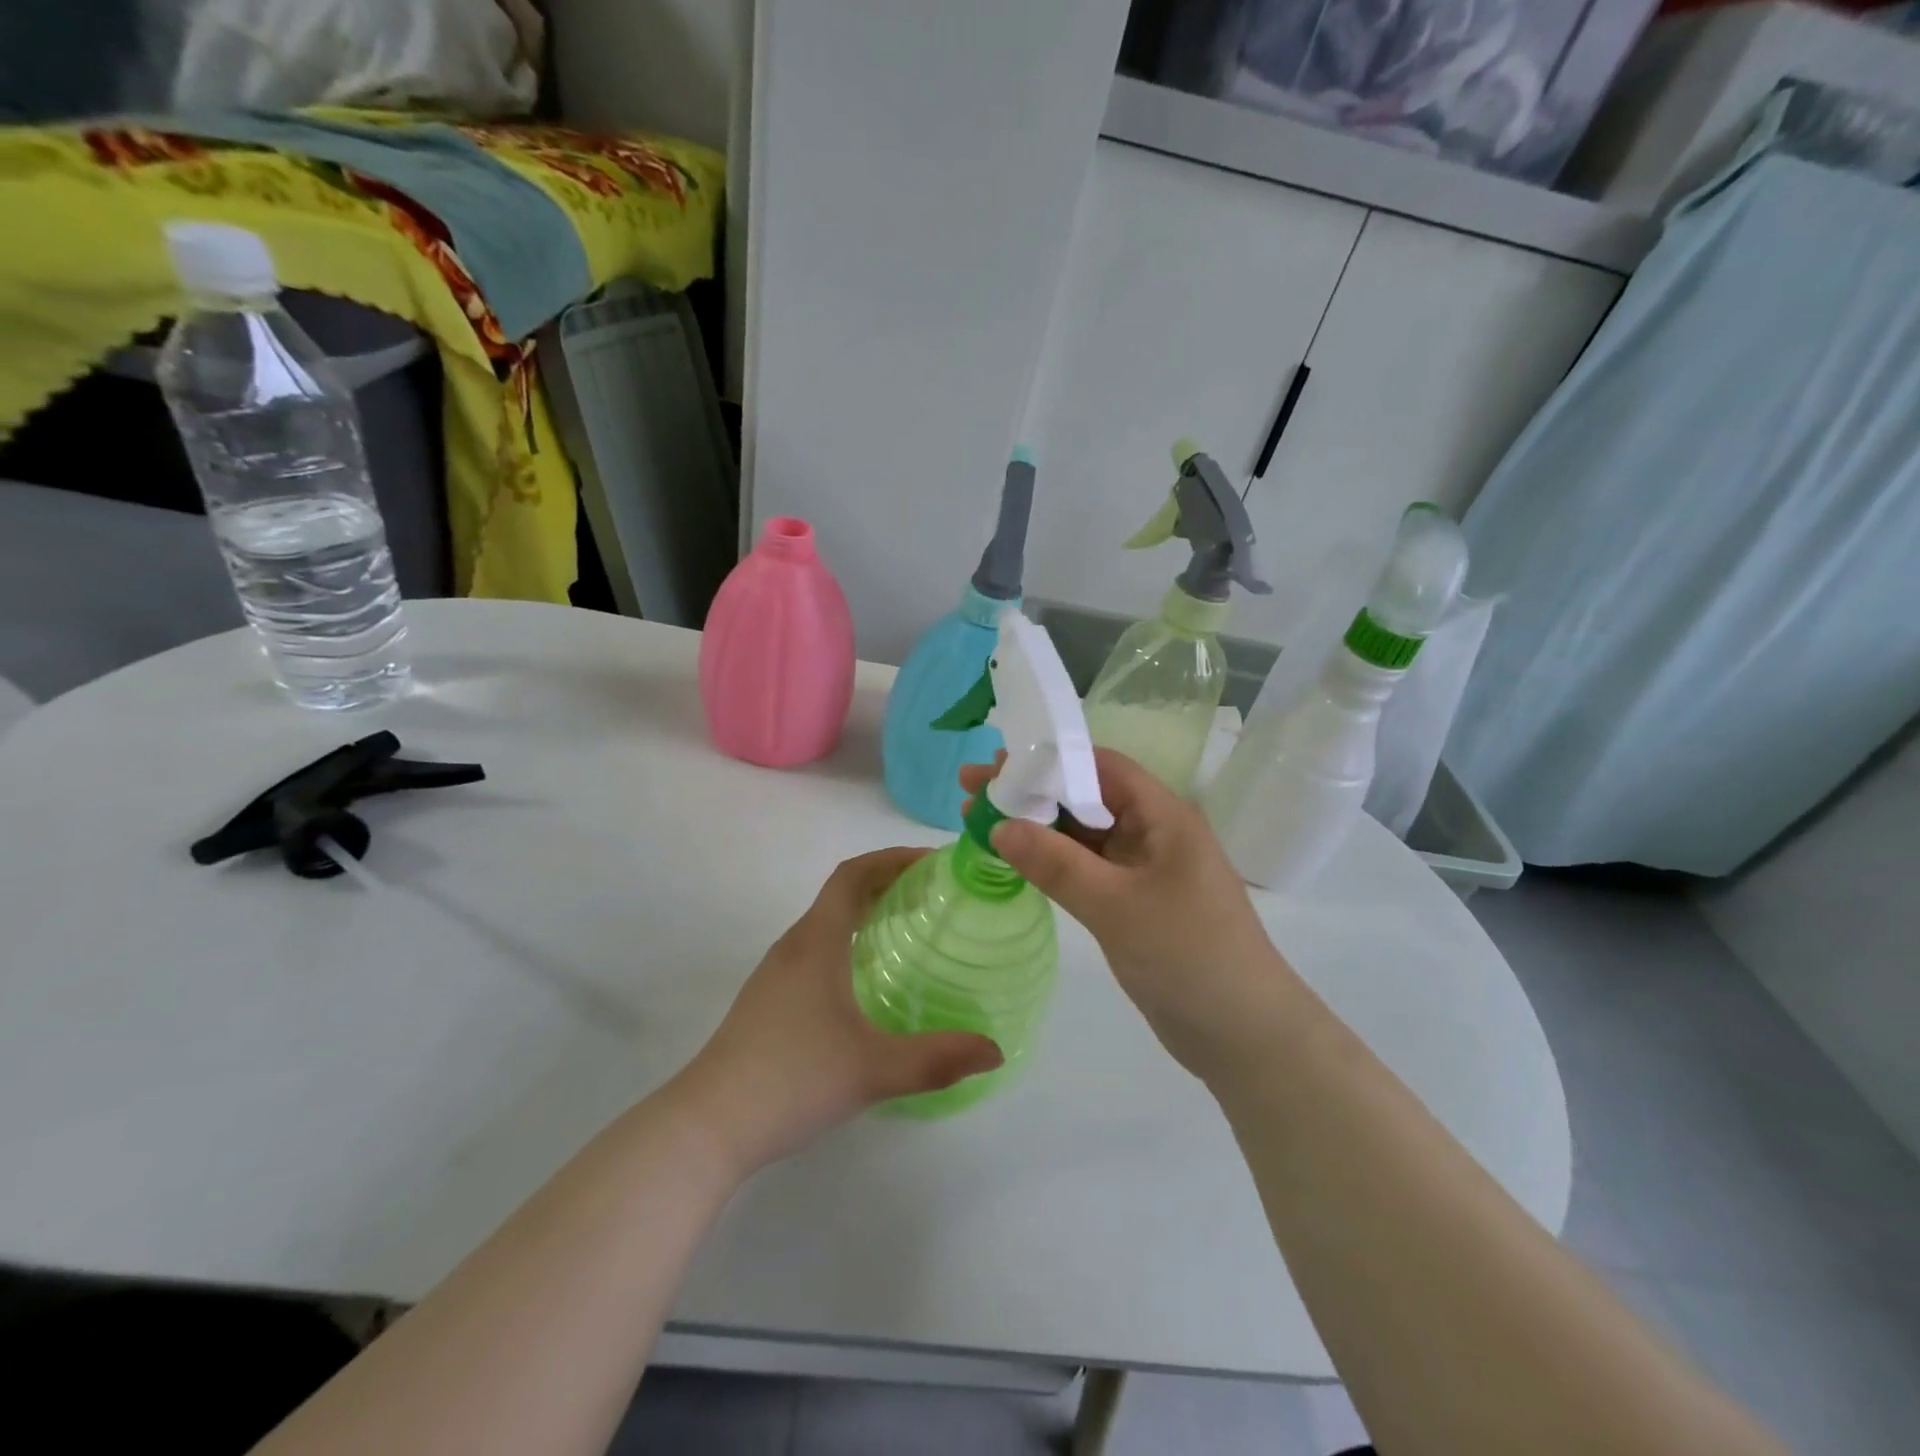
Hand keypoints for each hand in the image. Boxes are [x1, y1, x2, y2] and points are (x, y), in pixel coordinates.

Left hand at [672, 848, 1002, 1174]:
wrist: (709, 1125)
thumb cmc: (792, 1079)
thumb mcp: (873, 1070)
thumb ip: (937, 1058)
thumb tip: (995, 1051)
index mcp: (817, 942)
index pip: (852, 875)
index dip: (891, 858)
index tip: (932, 861)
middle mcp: (794, 946)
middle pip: (841, 893)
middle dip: (887, 882)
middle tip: (934, 894)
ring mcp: (776, 973)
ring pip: (826, 922)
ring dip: (866, 911)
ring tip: (908, 929)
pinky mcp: (768, 1000)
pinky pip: (816, 949)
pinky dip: (848, 941)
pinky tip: (867, 979)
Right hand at [961, 750, 1298, 1080]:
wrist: (1244, 1036)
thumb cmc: (1188, 957)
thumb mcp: (1116, 906)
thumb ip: (1056, 864)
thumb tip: (999, 825)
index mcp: (1163, 816)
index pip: (1099, 766)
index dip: (1047, 760)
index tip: (995, 766)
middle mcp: (1153, 832)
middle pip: (1085, 796)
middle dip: (1032, 792)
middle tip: (971, 791)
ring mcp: (1144, 869)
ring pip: (1082, 834)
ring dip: (1037, 827)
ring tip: (980, 821)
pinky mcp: (1134, 902)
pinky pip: (1087, 868)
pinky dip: (1051, 861)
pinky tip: (1015, 860)